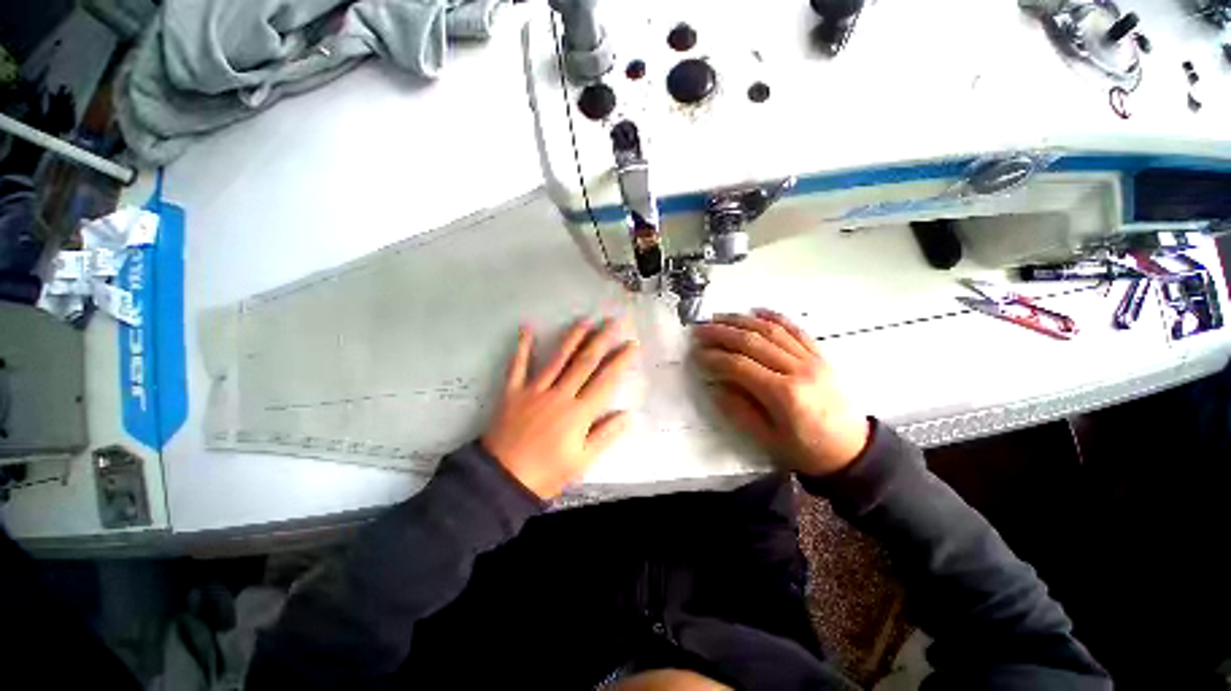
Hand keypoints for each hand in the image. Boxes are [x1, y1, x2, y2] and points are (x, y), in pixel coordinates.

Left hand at [483, 318, 638, 498]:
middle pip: (585, 362)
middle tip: (614, 321)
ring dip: (573, 337)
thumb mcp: (582, 461)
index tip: (632, 345)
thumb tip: (628, 415)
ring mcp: (536, 390)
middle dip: (602, 340)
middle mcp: (560, 395)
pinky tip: (527, 328)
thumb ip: (605, 435)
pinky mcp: (514, 391)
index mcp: (579, 413)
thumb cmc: (547, 473)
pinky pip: (518, 365)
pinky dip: (522, 346)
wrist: (502, 479)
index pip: (606, 380)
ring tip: (585, 320)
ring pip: (558, 358)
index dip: (621, 361)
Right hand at [692, 309, 869, 476]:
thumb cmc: (807, 450)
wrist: (854, 451)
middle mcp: (798, 369)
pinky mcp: (820, 355)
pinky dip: (774, 317)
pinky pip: (795, 329)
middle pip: (753, 342)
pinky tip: (756, 311)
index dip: (714, 357)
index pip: (740, 366)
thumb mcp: (767, 439)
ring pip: (771, 330)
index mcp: (784, 394)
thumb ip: (738, 410)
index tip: (696, 353)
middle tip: (699, 329)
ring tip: (719, 317)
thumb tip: (714, 386)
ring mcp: (812, 359)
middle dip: (721, 333)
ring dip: (741, 321)